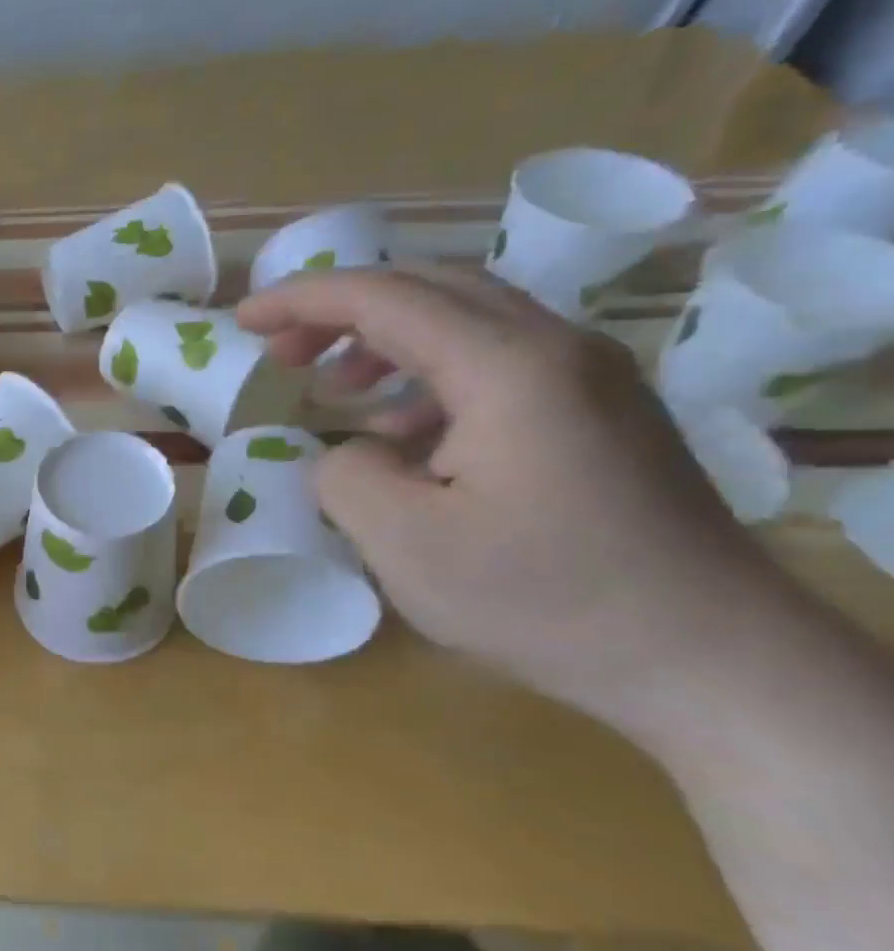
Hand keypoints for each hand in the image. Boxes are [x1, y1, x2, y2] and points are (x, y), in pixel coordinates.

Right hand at [239, 267, 801, 739]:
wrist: (709, 660)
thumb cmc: (544, 598)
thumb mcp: (404, 543)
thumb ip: (345, 476)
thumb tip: (349, 452)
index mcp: (507, 367)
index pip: (383, 298)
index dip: (301, 300)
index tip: (241, 319)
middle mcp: (557, 349)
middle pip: (429, 290)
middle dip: (341, 311)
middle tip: (281, 351)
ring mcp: (590, 378)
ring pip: (466, 322)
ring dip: (386, 342)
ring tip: (334, 389)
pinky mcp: (601, 414)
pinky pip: (498, 364)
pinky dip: (430, 378)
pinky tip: (404, 432)